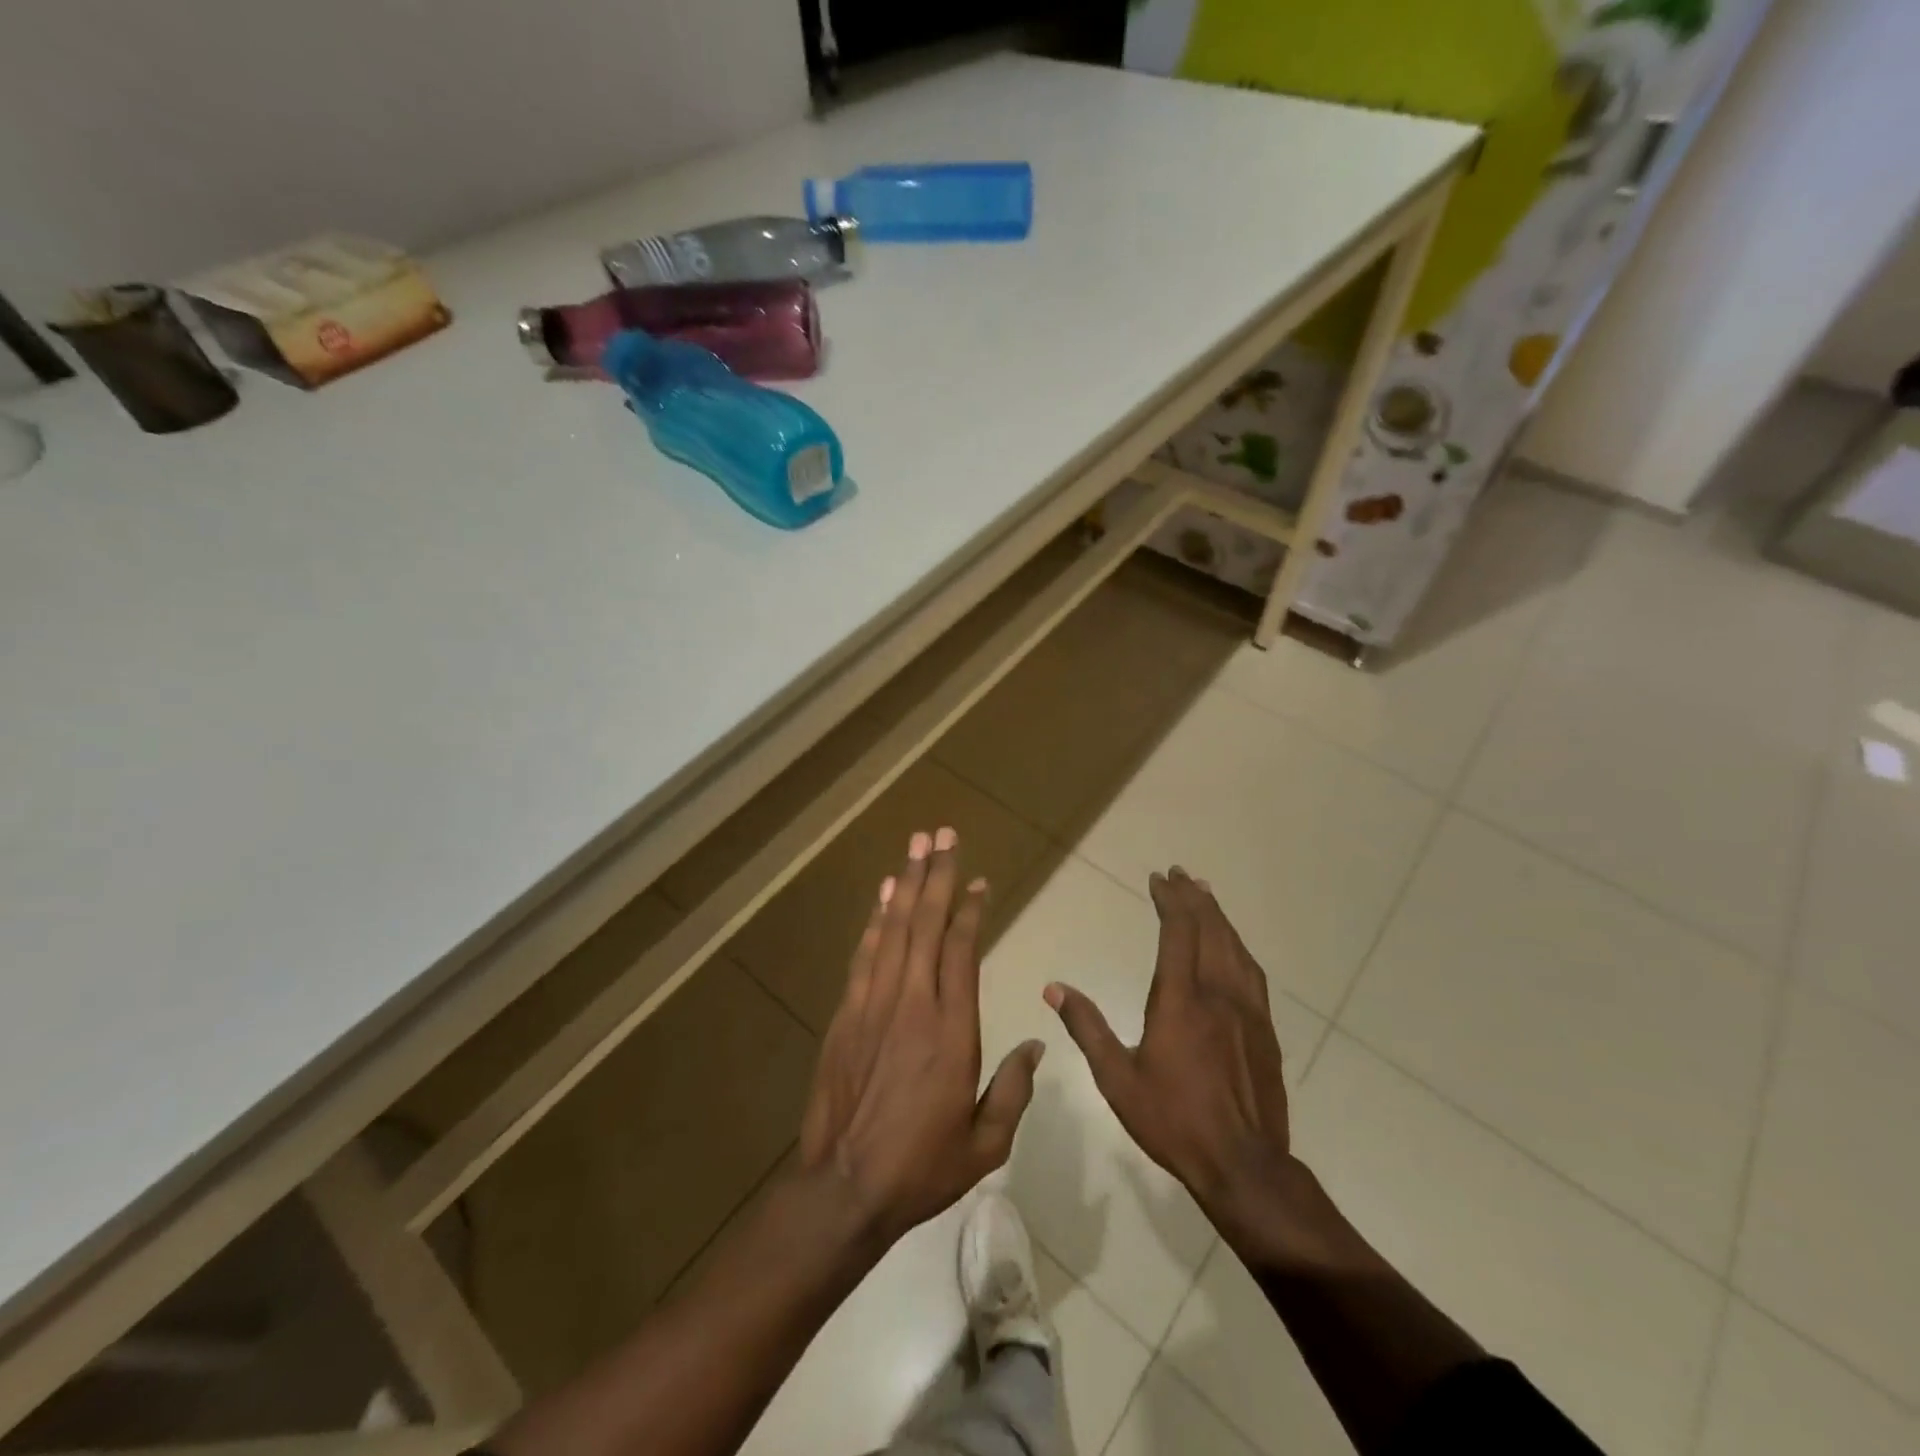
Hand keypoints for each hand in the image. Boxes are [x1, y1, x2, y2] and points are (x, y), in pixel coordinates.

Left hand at [798, 827, 1044, 1246]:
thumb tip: (1036, 1045)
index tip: (978, 881)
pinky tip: (884, 895)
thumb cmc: (922, 1167)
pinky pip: (865, 954)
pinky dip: (876, 919)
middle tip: (943, 834)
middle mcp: (913, 1004)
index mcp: (953, 1031)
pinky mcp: (846, 1014)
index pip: (962, 952)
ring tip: (916, 845)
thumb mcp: (985, 1143)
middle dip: (937, 875)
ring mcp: (874, 1005)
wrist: (844, 1187)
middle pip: (926, 925)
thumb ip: (1014, 1090)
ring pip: (894, 930)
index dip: (970, 911)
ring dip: (907, 884)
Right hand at [1045, 867, 1300, 1255]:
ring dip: (1218, 916)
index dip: (1170, 900)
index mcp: (1181, 1000)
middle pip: (1210, 930)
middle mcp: (1218, 993)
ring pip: (1234, 947)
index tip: (1158, 878)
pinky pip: (1252, 972)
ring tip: (1206, 895)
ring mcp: (1247, 1010)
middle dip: (1194, 897)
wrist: (1244, 1165)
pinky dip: (1238, 946)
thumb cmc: (1174, 1120)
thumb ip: (1087, 1028)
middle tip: (1180, 874)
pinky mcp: (1265, 1029)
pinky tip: (1233, 947)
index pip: (1178, 932)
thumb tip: (1054, 989)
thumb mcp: (1118, 1078)